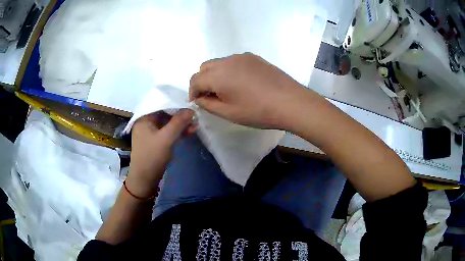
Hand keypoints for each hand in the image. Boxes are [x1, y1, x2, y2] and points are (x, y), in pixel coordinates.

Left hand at [126, 109, 195, 198]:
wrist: (144, 179)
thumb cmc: (152, 156)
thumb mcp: (166, 138)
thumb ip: (178, 122)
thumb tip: (191, 109)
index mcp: (144, 118)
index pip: (161, 104)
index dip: (176, 103)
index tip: (190, 105)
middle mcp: (146, 123)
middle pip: (165, 114)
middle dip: (181, 116)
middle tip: (195, 117)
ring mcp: (151, 133)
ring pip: (168, 124)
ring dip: (181, 125)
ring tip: (195, 126)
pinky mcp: (156, 141)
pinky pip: (168, 132)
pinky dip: (178, 132)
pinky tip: (189, 132)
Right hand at [189, 53, 303, 128]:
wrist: (290, 102)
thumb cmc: (257, 111)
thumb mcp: (228, 113)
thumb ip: (208, 104)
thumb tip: (200, 97)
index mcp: (218, 75)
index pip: (195, 79)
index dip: (193, 92)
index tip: (198, 102)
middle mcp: (227, 61)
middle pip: (205, 67)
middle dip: (202, 81)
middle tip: (211, 96)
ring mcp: (242, 57)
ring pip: (219, 63)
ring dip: (216, 74)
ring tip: (228, 89)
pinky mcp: (254, 57)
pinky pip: (234, 61)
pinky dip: (230, 70)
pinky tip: (242, 83)